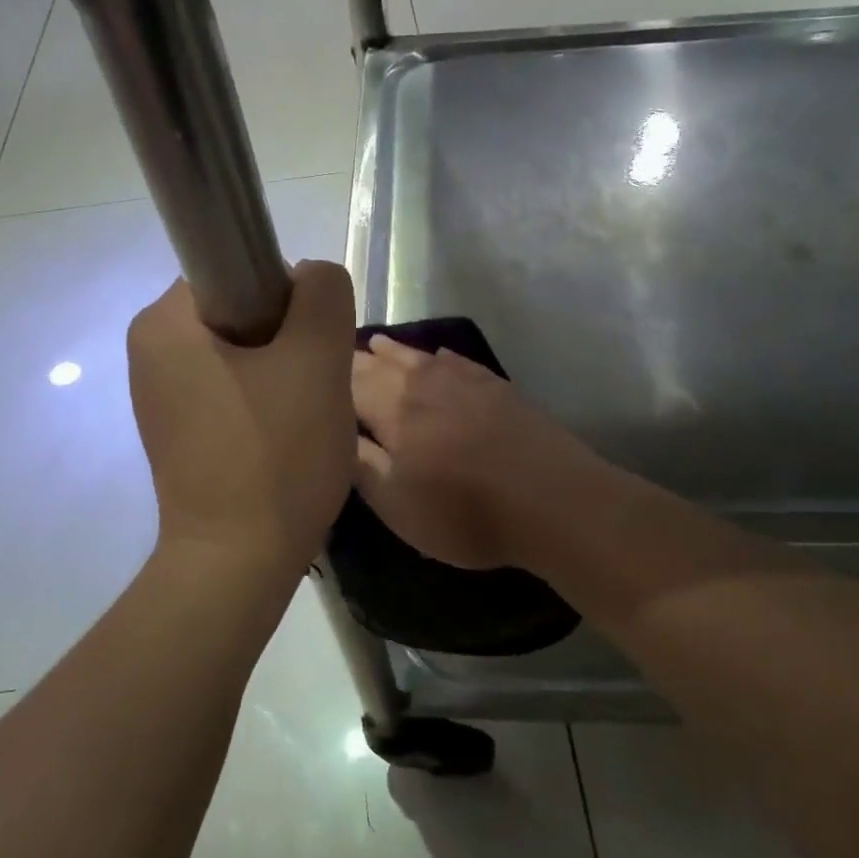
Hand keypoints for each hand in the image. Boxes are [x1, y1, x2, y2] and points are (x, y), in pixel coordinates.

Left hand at [128, 262, 356, 570]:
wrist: (238, 564)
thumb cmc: (275, 456)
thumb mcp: (317, 361)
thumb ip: (323, 295)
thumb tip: (311, 281)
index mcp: (164, 322)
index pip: (238, 267)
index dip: (288, 297)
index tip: (309, 347)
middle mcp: (149, 350)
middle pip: (241, 311)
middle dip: (289, 341)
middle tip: (313, 388)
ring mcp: (160, 395)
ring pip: (243, 353)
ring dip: (283, 374)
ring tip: (301, 419)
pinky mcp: (177, 431)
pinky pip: (232, 390)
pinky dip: (265, 403)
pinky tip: (282, 440)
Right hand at [350, 335, 605, 569]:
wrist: (553, 501)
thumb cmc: (465, 513)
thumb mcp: (397, 505)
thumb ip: (360, 464)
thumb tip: (332, 430)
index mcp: (392, 409)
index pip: (347, 383)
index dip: (325, 378)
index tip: (304, 374)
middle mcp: (423, 383)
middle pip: (380, 364)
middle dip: (355, 360)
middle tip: (334, 355)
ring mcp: (464, 380)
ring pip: (417, 357)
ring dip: (393, 351)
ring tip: (376, 344)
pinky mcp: (496, 387)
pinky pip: (456, 361)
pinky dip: (437, 357)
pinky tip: (437, 357)